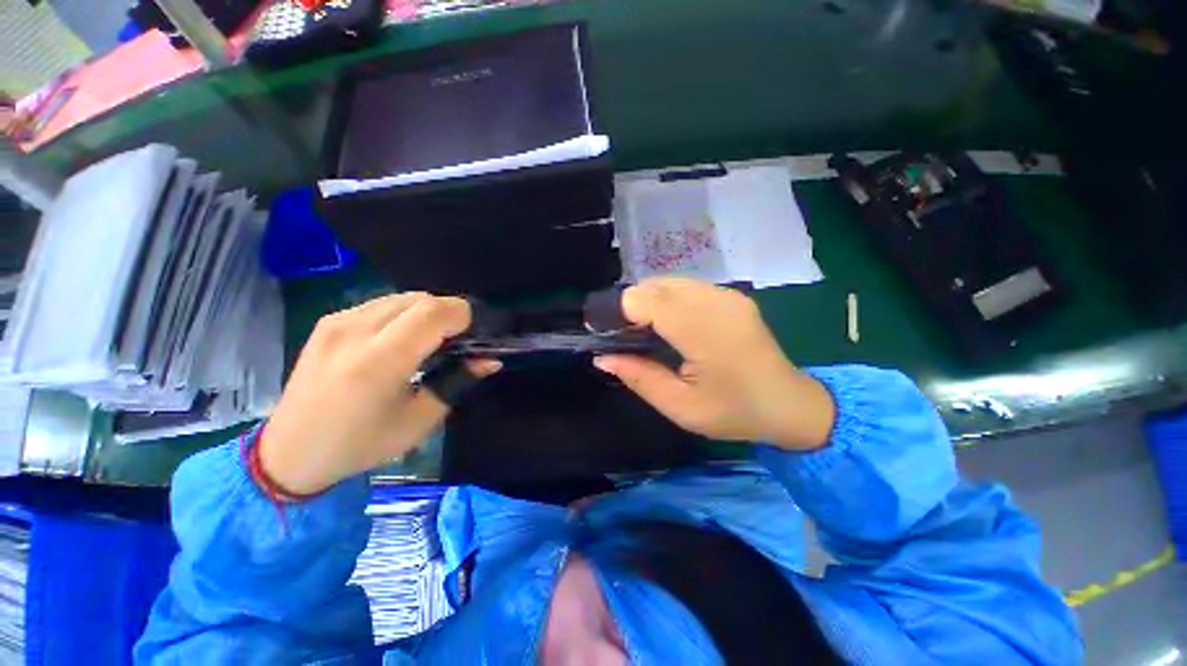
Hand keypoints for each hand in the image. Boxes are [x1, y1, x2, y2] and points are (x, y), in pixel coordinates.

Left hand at [259, 293, 498, 494]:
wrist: (290, 451)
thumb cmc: (361, 444)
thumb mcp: (419, 420)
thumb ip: (457, 382)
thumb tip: (490, 360)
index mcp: (379, 361)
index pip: (434, 311)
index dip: (463, 316)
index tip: (473, 337)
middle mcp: (356, 330)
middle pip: (422, 299)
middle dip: (449, 314)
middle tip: (456, 343)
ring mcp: (338, 321)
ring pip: (403, 297)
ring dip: (427, 313)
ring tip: (430, 341)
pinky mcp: (329, 321)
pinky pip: (382, 304)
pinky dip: (405, 314)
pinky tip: (401, 340)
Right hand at [593, 278, 834, 450]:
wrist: (790, 404)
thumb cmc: (734, 412)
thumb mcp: (680, 406)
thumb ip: (639, 378)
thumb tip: (602, 357)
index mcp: (704, 330)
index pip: (646, 300)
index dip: (619, 313)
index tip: (609, 336)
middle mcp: (715, 301)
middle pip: (654, 286)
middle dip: (631, 307)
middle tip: (626, 338)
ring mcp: (726, 294)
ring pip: (668, 282)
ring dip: (648, 301)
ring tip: (645, 332)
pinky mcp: (731, 294)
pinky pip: (685, 286)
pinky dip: (667, 299)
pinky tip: (669, 324)